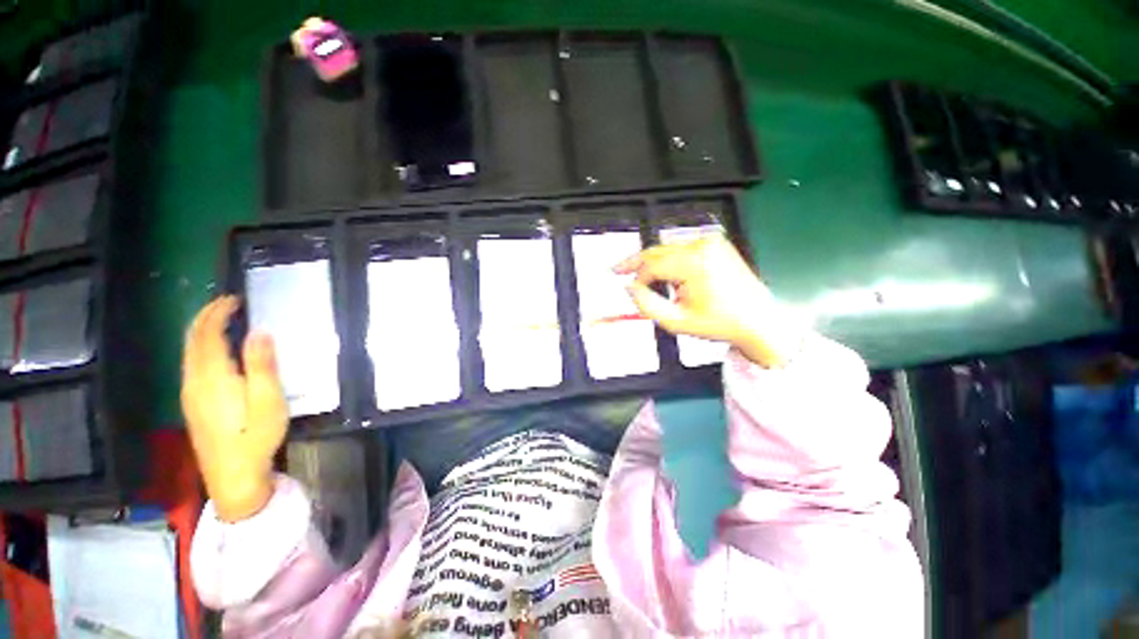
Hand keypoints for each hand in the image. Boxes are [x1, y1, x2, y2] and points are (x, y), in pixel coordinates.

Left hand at [181, 296, 288, 521]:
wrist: (233, 477)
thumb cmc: (255, 438)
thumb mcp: (268, 402)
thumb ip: (262, 366)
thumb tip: (260, 331)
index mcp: (213, 378)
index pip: (208, 335)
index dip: (217, 313)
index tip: (234, 298)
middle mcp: (194, 381)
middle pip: (192, 341)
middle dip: (206, 317)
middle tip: (227, 302)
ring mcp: (190, 394)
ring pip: (189, 352)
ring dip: (201, 330)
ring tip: (221, 319)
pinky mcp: (193, 403)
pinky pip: (191, 364)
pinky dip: (200, 346)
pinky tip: (213, 350)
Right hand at [615, 235, 801, 367]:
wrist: (758, 320)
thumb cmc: (720, 323)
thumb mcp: (676, 322)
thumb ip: (646, 305)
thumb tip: (629, 288)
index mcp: (694, 263)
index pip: (652, 265)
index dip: (636, 278)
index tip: (629, 289)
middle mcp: (702, 245)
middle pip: (657, 251)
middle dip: (637, 263)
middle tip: (618, 269)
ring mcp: (711, 242)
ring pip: (667, 249)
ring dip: (653, 263)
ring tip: (644, 279)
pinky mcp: (716, 243)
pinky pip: (682, 249)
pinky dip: (669, 260)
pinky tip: (666, 274)